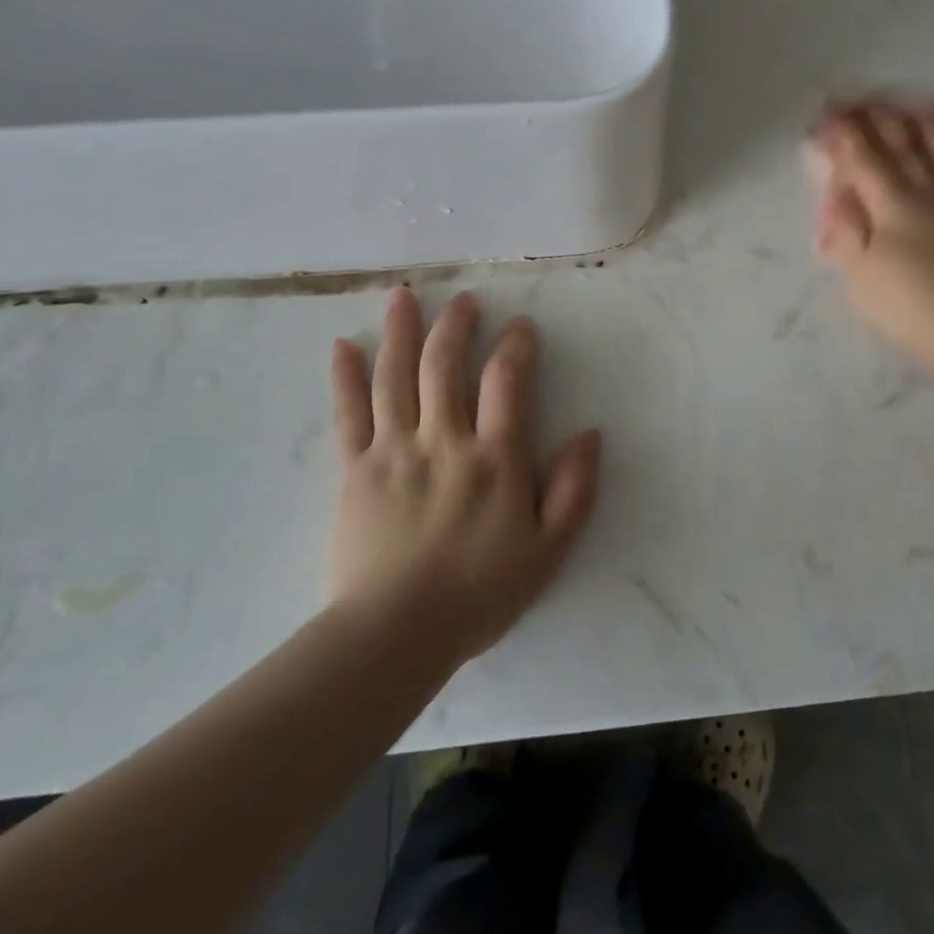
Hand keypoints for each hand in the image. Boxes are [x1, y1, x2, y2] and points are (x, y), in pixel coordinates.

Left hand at [327, 289, 600, 663]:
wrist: (392, 638)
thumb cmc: (478, 594)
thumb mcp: (549, 550)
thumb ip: (575, 490)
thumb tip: (590, 434)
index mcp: (493, 457)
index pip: (506, 381)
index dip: (516, 345)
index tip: (521, 327)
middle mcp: (442, 440)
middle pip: (443, 365)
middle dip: (455, 325)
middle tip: (463, 300)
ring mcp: (393, 451)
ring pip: (394, 377)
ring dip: (400, 331)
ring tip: (402, 296)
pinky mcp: (354, 470)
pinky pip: (347, 415)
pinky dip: (344, 377)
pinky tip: (342, 347)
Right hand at [811, 101, 933, 379]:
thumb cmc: (910, 308)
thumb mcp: (860, 273)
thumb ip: (847, 227)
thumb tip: (839, 189)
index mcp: (893, 204)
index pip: (864, 159)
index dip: (845, 133)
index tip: (830, 111)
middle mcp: (932, 193)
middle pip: (904, 148)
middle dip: (881, 120)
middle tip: (865, 99)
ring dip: (929, 127)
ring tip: (917, 104)